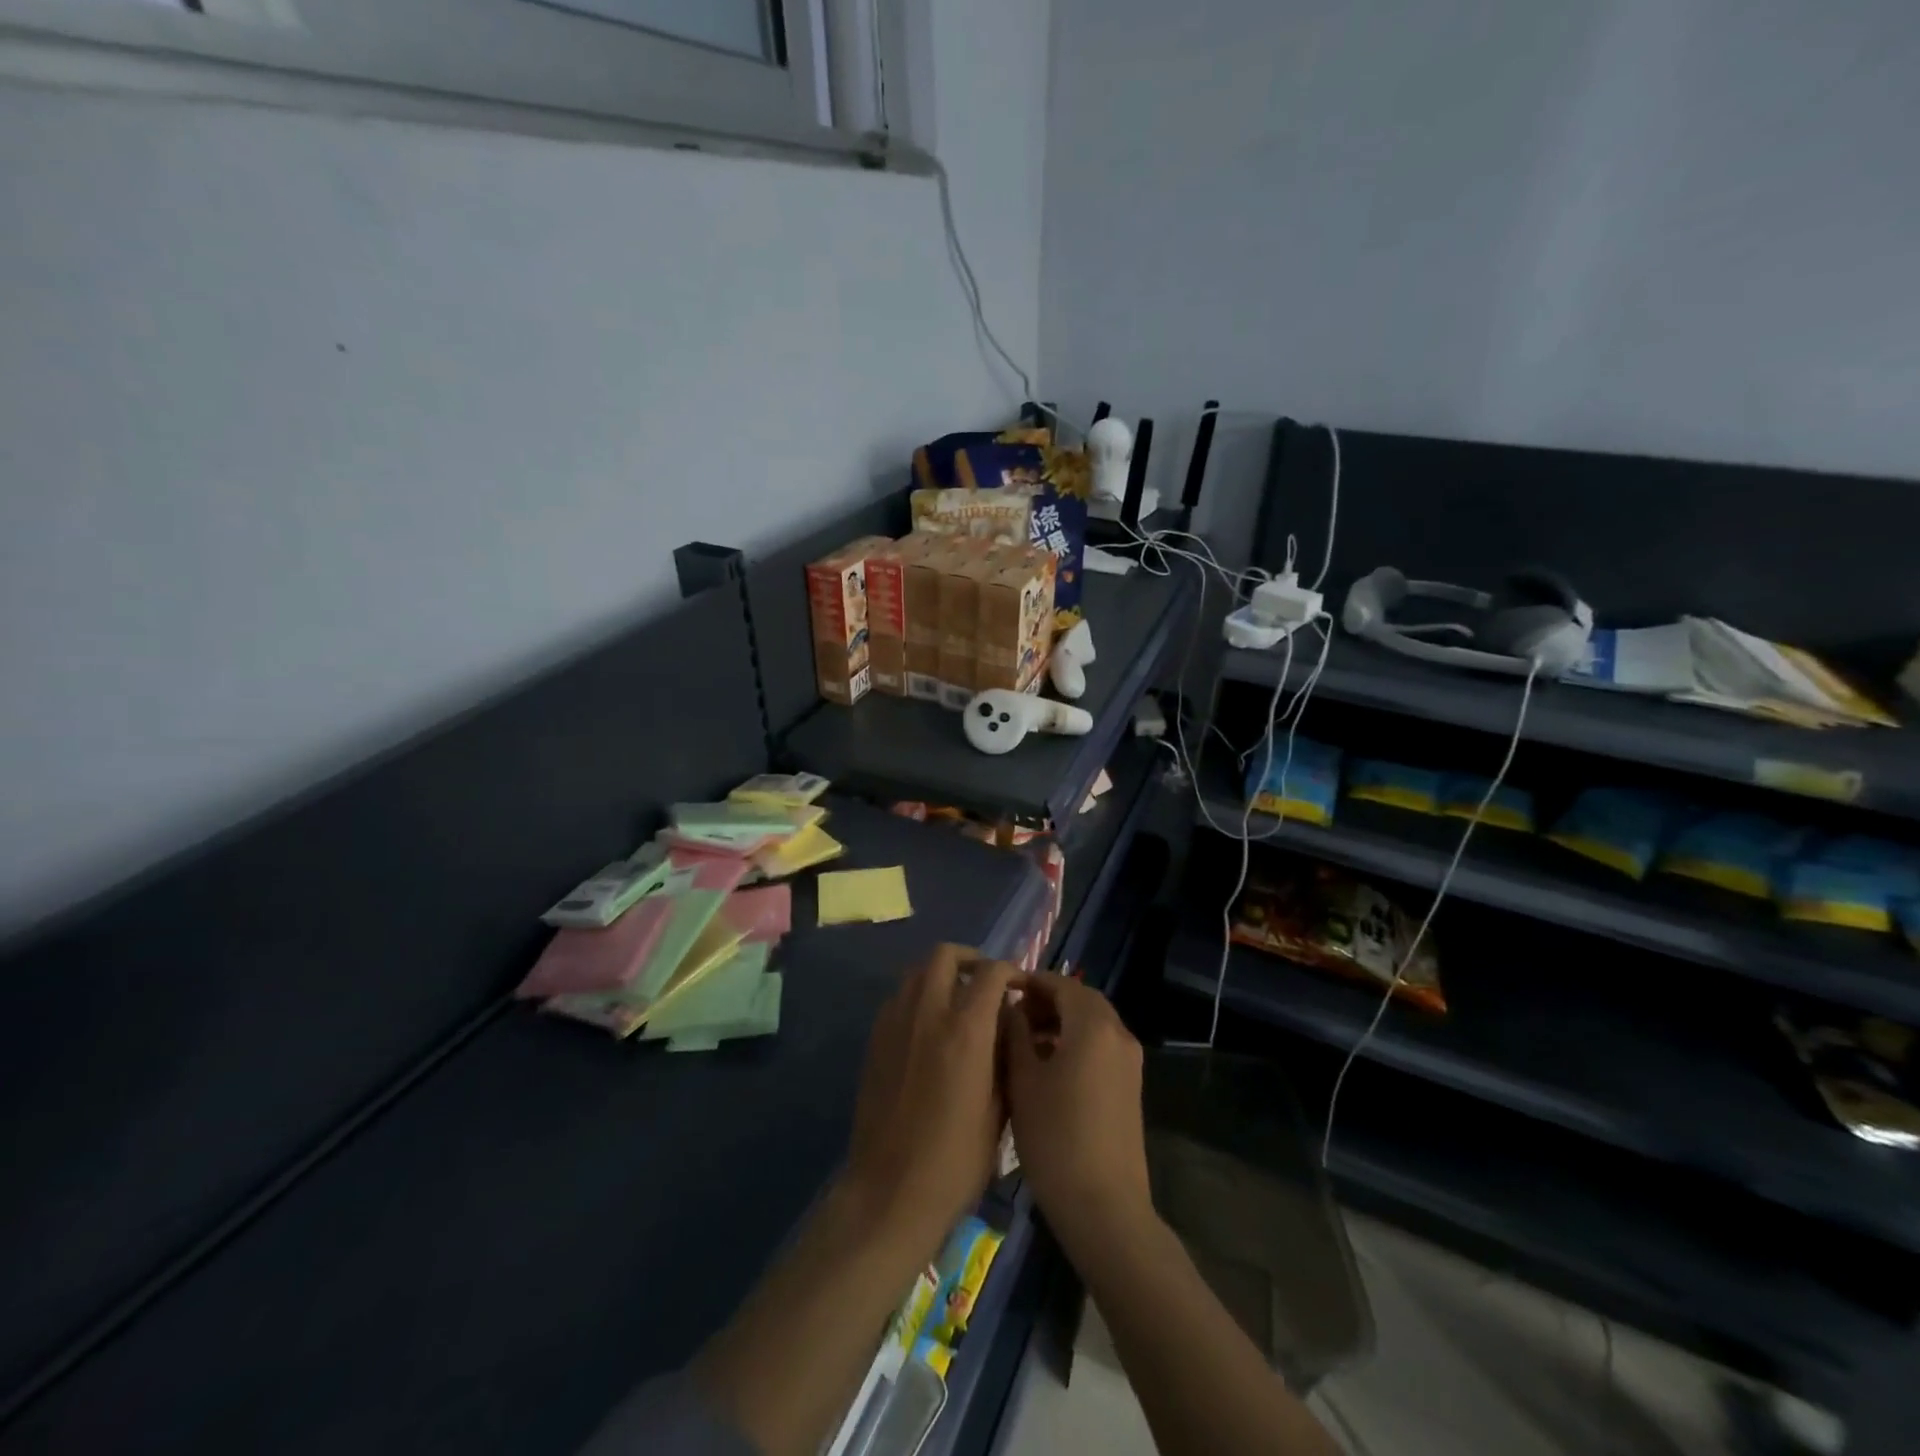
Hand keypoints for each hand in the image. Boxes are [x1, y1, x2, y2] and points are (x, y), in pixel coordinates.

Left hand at [844, 945, 1020, 1251]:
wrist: (890, 1192)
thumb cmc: (957, 1160)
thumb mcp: (1000, 1109)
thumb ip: (1005, 1055)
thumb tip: (1006, 1024)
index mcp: (966, 1029)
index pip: (991, 971)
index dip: (1011, 971)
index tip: (1021, 987)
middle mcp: (927, 1012)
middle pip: (945, 954)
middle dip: (971, 959)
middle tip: (986, 983)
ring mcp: (895, 1022)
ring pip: (917, 971)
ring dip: (941, 974)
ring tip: (958, 1002)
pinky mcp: (875, 1038)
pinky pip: (898, 997)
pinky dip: (918, 996)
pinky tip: (929, 1028)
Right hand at [1001, 975, 1152, 1243]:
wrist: (1104, 1207)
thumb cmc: (1055, 1137)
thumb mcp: (1023, 1080)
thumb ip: (1016, 1034)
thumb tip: (1013, 1008)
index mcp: (1093, 1025)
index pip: (1060, 984)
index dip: (1030, 982)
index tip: (1001, 991)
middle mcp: (1118, 1033)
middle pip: (1080, 999)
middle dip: (1047, 1000)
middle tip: (1012, 1015)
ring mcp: (1129, 1061)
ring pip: (1092, 1022)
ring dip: (1061, 1021)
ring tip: (1024, 1041)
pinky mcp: (1131, 1085)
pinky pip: (1101, 1045)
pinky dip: (1076, 1041)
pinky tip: (1048, 1066)